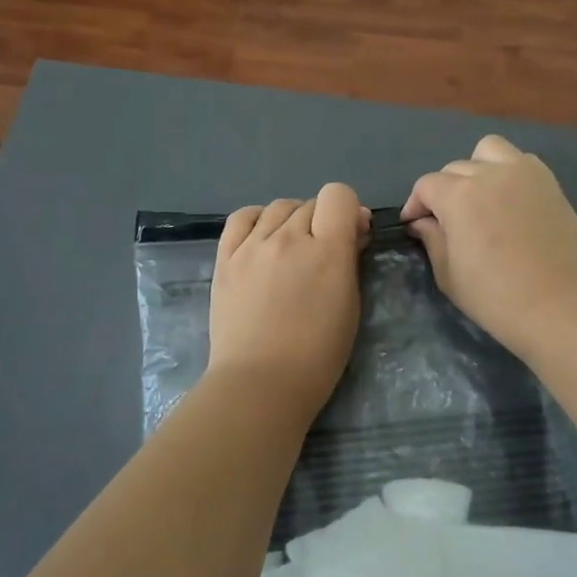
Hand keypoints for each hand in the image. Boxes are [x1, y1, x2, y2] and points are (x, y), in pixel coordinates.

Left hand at [206, 183, 369, 418]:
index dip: (348, 209)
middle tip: (322, 251)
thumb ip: (350, 261)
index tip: (351, 234)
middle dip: (322, 221)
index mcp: (327, 250)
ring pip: (278, 207)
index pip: (339, 195)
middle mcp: (288, 238)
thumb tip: (351, 232)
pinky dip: (257, 219)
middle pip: (309, 203)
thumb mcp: (350, 306)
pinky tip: (262, 236)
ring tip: (291, 248)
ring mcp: (252, 246)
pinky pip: (242, 218)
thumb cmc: (318, 355)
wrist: (260, 382)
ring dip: (292, 220)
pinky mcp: (225, 258)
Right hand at [402, 135, 576, 362]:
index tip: (414, 225)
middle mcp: (489, 174)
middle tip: (447, 221)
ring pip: (488, 150)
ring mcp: (524, 174)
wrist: (560, 306)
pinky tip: (508, 200)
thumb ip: (432, 240)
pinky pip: (521, 161)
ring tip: (479, 197)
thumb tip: (423, 222)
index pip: (426, 185)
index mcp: (459, 196)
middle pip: (454, 168)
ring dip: (476, 167)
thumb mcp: (448, 275)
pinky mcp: (549, 183)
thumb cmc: (496, 297)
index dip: (415, 205)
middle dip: (443, 191)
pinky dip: (508, 172)